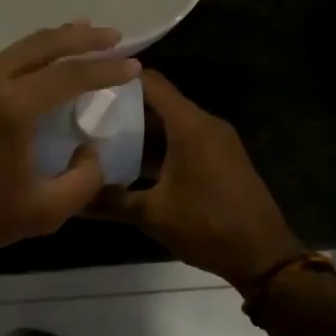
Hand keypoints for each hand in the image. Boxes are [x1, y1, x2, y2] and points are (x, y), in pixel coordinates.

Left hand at [0, 22, 140, 269]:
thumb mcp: (43, 212)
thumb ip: (83, 180)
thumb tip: (92, 150)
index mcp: (12, 107)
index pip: (70, 75)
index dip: (106, 68)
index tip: (133, 64)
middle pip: (42, 45)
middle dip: (81, 37)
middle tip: (113, 35)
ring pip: (17, 50)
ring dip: (53, 42)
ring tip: (82, 37)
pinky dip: (27, 57)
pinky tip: (39, 67)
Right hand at [88, 69, 302, 290]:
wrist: (263, 256)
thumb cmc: (207, 226)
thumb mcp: (152, 215)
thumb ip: (110, 201)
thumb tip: (72, 199)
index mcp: (190, 125)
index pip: (151, 82)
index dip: (119, 78)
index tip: (86, 82)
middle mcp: (205, 124)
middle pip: (159, 101)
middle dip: (123, 106)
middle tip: (85, 114)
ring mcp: (216, 141)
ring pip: (170, 122)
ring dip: (140, 129)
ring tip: (99, 137)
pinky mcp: (220, 158)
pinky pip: (183, 138)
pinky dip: (158, 145)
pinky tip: (130, 163)